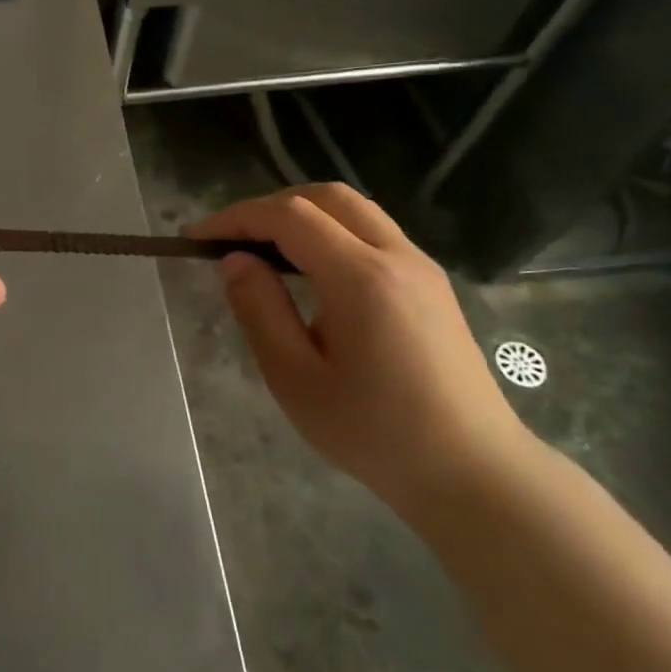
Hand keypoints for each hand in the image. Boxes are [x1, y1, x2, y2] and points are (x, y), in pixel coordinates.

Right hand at [190, 184, 528, 513]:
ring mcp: (420, 266)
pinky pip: (372, 232)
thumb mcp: (297, 380)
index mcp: (362, 278)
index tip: (196, 239)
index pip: (289, 216)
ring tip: (264, 251)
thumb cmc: (376, 433)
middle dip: (269, 207)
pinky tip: (310, 271)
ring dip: (302, 215)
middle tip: (231, 240)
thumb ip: (260, 310)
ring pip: (353, 210)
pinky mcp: (431, 284)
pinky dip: (330, 231)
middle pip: (325, 197)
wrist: (474, 474)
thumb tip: (234, 260)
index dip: (236, 218)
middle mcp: (397, 256)